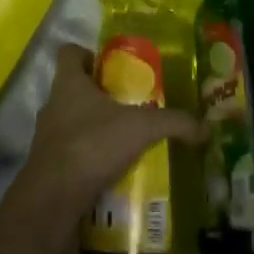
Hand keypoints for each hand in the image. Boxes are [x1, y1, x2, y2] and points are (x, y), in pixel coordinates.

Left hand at [3, 44, 206, 247]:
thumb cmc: (92, 146)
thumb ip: (174, 122)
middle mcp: (52, 105)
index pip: (68, 52)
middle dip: (100, 95)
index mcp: (68, 83)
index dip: (88, 53)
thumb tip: (206, 127)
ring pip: (71, 122)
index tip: (112, 66)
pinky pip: (71, 154)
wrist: (53, 200)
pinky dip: (89, 158)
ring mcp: (46, 138)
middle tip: (130, 104)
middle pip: (73, 89)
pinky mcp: (47, 167)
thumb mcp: (142, 128)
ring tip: (125, 140)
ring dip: (94, 128)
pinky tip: (113, 170)